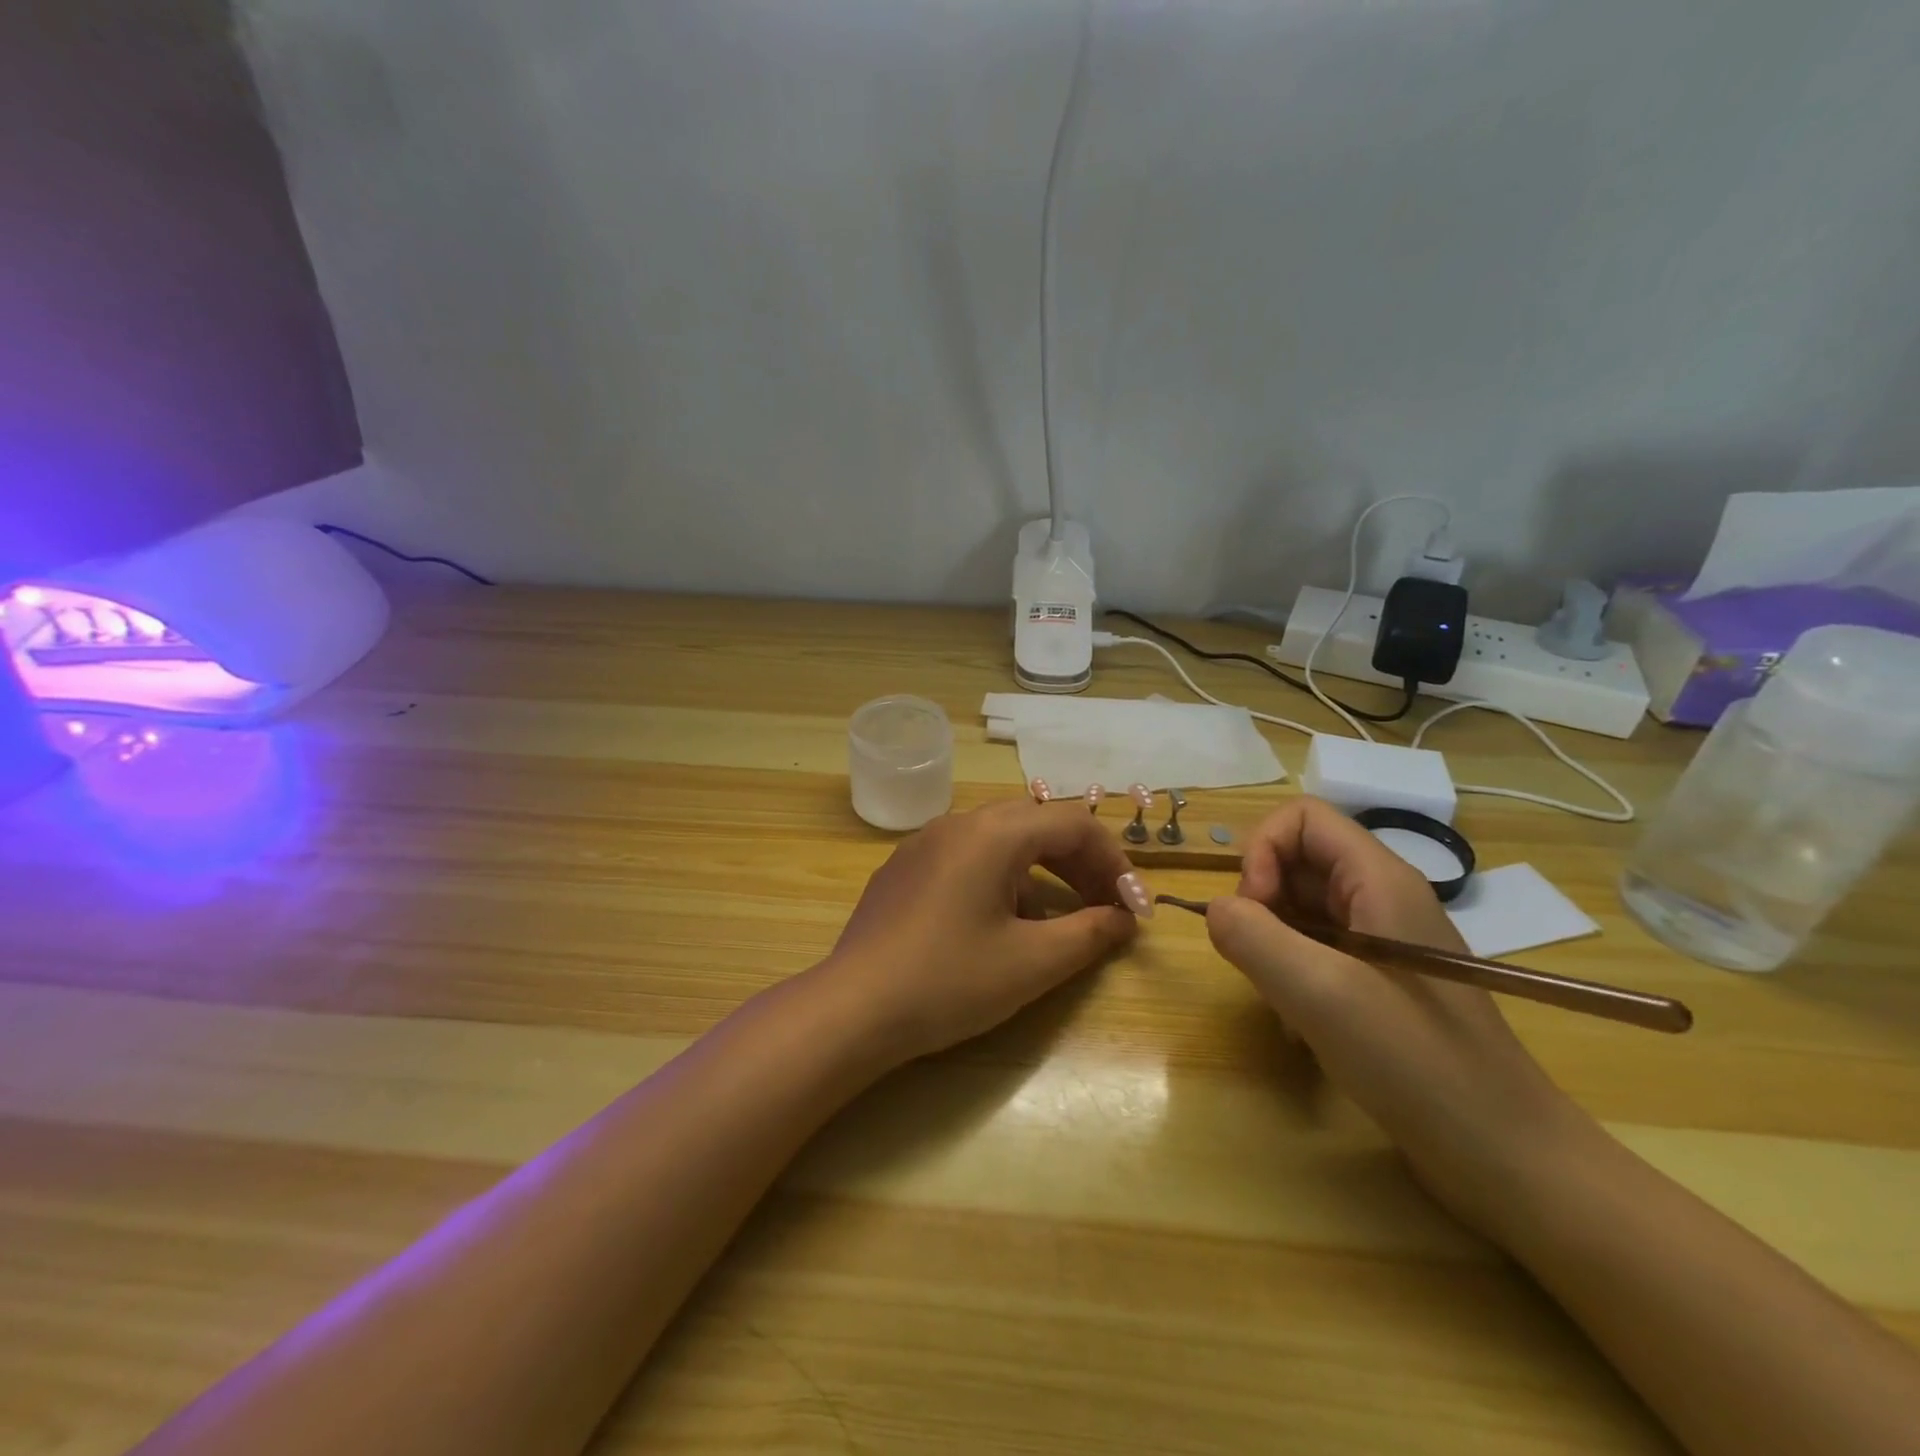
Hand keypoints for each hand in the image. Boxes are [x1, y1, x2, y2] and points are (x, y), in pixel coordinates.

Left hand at [815, 799, 1142, 1065]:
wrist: (852, 1009)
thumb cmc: (948, 982)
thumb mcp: (1031, 963)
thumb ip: (1088, 934)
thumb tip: (1124, 920)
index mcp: (992, 833)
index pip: (1072, 824)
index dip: (1113, 862)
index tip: (1133, 908)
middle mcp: (957, 823)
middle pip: (1036, 825)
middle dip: (1079, 864)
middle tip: (1105, 908)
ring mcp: (924, 843)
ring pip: (1000, 839)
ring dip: (1040, 871)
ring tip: (1056, 921)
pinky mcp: (903, 868)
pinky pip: (966, 857)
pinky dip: (1000, 878)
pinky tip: (998, 925)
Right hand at [1205, 797, 1594, 1241]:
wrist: (1507, 1158)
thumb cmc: (1417, 1064)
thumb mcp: (1321, 994)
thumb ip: (1253, 937)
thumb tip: (1215, 910)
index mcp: (1379, 880)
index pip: (1300, 818)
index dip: (1261, 852)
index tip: (1252, 912)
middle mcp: (1382, 898)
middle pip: (1297, 862)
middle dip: (1261, 902)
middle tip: (1260, 961)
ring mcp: (1384, 942)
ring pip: (1301, 909)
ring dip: (1273, 945)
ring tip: (1280, 1000)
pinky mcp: (1381, 982)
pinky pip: (1317, 951)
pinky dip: (1292, 976)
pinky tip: (1299, 1025)